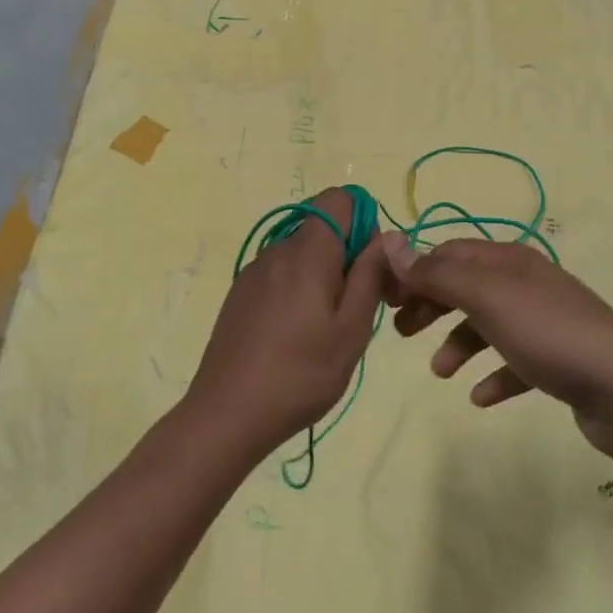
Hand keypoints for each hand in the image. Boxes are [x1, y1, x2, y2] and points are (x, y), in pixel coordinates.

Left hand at [184, 187, 387, 459]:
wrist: (227, 414)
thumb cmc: (300, 374)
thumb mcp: (352, 329)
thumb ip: (370, 276)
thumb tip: (385, 236)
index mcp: (308, 251)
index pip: (340, 198)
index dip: (365, 222)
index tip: (372, 268)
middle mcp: (277, 249)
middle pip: (323, 225)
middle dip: (349, 253)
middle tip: (360, 306)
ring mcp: (254, 271)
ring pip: (302, 251)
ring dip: (324, 273)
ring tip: (328, 327)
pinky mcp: (240, 293)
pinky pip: (281, 272)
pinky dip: (300, 287)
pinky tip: (297, 334)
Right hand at [382, 236, 612, 456]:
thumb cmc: (547, 332)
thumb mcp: (486, 297)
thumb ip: (436, 274)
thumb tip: (389, 243)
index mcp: (508, 261)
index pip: (449, 253)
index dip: (415, 271)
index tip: (385, 299)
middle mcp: (524, 283)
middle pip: (466, 286)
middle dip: (432, 305)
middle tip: (402, 331)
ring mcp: (542, 322)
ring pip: (487, 325)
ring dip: (458, 344)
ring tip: (442, 372)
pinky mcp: (556, 360)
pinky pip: (514, 362)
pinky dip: (494, 376)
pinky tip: (481, 398)